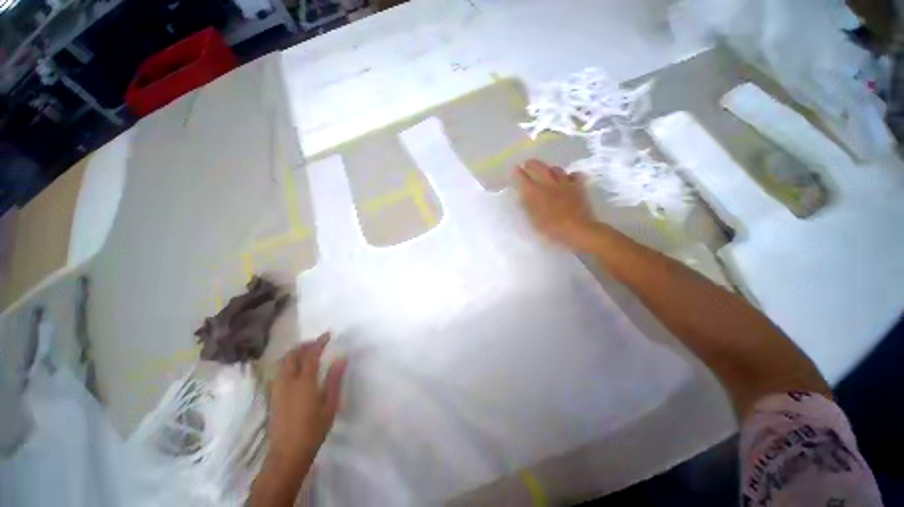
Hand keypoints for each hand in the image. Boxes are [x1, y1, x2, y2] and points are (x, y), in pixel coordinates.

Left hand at [267, 334, 347, 472]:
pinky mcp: (273, 396)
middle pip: (292, 355)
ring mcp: (277, 389)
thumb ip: (335, 379)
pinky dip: (288, 362)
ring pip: (282, 362)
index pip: (311, 355)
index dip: (319, 342)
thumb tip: (341, 358)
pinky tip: (297, 367)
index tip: (328, 334)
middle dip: (304, 345)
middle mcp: (287, 382)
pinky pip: (279, 371)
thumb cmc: (313, 430)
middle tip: (318, 342)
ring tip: (308, 352)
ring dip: (295, 352)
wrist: (287, 454)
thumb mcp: (330, 405)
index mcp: (304, 383)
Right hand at [515, 159, 599, 250]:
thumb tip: (523, 194)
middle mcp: (549, 183)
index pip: (524, 178)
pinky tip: (569, 178)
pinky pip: (574, 175)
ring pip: (556, 169)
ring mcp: (565, 183)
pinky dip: (570, 175)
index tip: (515, 169)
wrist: (576, 229)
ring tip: (547, 171)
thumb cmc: (551, 228)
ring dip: (549, 168)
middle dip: (532, 164)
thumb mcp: (533, 219)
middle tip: (527, 164)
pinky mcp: (578, 186)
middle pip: (539, 167)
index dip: (518, 173)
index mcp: (535, 192)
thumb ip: (528, 205)